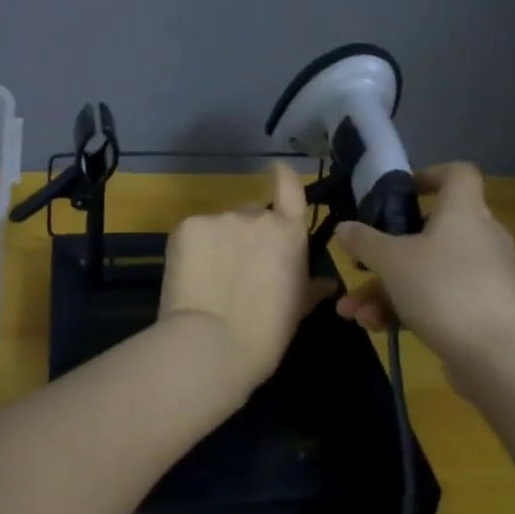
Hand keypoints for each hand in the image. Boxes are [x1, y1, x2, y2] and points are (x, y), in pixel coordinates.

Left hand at [159, 163, 326, 390]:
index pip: (290, 188)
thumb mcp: (297, 311)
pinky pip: (194, 232)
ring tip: (211, 280)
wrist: (212, 344)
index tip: (277, 170)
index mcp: (289, 233)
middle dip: (246, 235)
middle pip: (251, 214)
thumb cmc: (265, 334)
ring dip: (219, 243)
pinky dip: (193, 249)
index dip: (284, 177)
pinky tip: (191, 277)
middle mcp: (256, 216)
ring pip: (220, 225)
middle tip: (237, 269)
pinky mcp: (187, 225)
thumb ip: (311, 288)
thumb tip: (327, 284)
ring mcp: (220, 217)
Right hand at [333, 163, 514, 386]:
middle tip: (359, 264)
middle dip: (385, 251)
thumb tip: (344, 227)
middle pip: (430, 230)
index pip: (458, 174)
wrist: (500, 359)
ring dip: (384, 289)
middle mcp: (478, 238)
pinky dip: (405, 309)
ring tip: (351, 310)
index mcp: (463, 212)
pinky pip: (437, 299)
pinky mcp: (481, 312)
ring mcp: (482, 277)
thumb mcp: (393, 261)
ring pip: (426, 271)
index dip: (429, 175)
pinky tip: (374, 327)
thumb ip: (365, 241)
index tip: (399, 192)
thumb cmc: (445, 290)